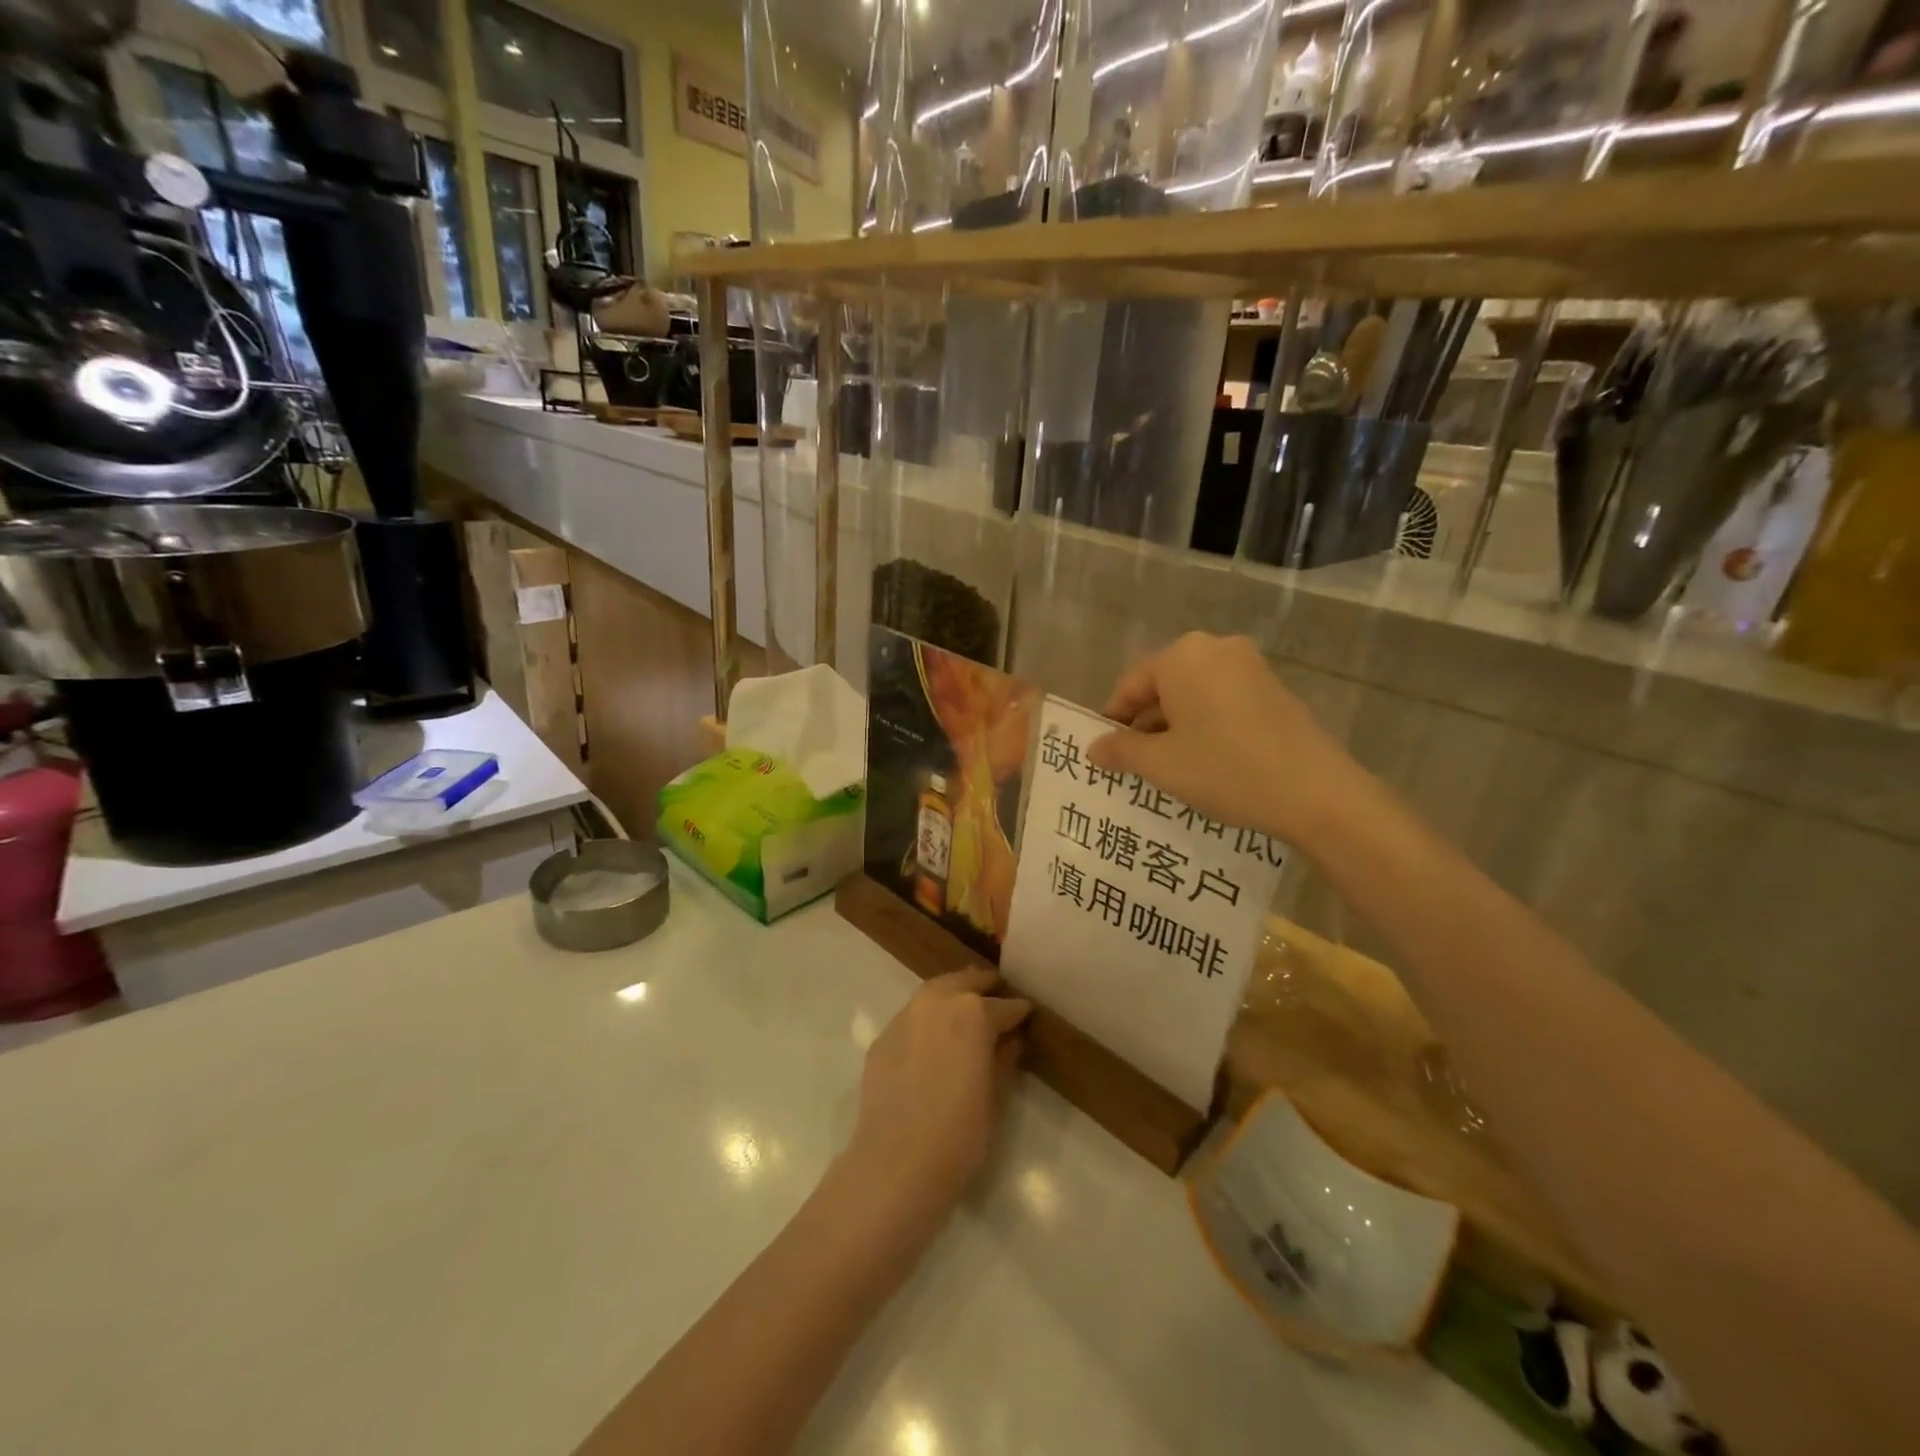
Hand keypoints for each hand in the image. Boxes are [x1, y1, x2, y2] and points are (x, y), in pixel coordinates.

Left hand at [843, 970, 1030, 1228]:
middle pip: (965, 981)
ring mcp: (906, 1016)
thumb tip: (1011, 1040)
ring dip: (953, 993)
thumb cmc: (960, 1134)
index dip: (1019, 1012)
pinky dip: (927, 1019)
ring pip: (934, 991)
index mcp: (974, 1013)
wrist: (897, 1163)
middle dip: (984, 986)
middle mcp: (938, 1002)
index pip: (1005, 1006)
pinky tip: (932, 1037)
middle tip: (997, 994)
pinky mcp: (883, 1037)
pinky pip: (911, 1017)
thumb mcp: (996, 1097)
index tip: (1027, 1015)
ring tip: (964, 1006)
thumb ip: (1004, 1059)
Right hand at [1087, 632, 1362, 848]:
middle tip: (1135, 765)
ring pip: (1194, 695)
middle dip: (1145, 725)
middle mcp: (1215, 648)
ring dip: (1175, 727)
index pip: (1130, 685)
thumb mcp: (1161, 764)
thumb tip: (1093, 747)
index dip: (1113, 721)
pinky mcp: (1273, 688)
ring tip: (1170, 769)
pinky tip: (1207, 761)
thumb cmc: (1225, 769)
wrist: (1316, 792)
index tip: (1106, 754)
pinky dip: (1206, 725)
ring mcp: (1250, 666)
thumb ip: (1121, 750)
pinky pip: (1222, 701)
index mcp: (1182, 656)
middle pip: (1163, 686)